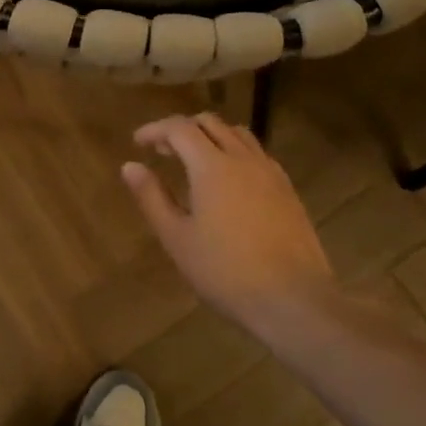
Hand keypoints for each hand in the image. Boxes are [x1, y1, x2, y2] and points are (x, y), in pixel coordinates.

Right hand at [122, 113, 333, 332]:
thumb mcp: (177, 238)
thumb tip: (130, 166)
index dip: (155, 129)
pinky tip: (229, 181)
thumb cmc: (226, 272)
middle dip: (182, 129)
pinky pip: (257, 154)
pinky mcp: (288, 191)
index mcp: (212, 166)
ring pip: (237, 134)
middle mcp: (242, 159)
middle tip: (163, 151)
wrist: (295, 302)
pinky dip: (235, 152)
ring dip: (211, 136)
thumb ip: (152, 197)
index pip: (179, 128)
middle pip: (210, 123)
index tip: (138, 143)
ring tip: (195, 161)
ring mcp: (270, 173)